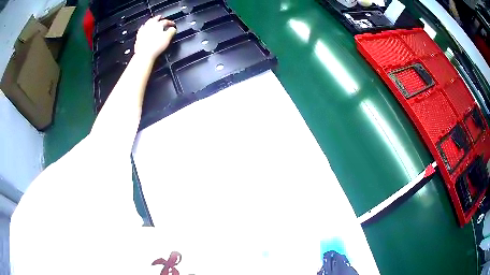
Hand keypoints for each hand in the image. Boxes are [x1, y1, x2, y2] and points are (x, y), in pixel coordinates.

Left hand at [134, 15, 176, 60]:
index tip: (173, 24)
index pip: (165, 21)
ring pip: (147, 23)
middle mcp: (150, 26)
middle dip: (158, 18)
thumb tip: (173, 28)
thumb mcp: (168, 37)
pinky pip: (141, 30)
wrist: (144, 54)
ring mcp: (143, 31)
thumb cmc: (156, 46)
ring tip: (152, 21)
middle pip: (154, 19)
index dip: (170, 22)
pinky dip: (144, 28)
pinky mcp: (138, 37)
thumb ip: (171, 31)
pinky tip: (143, 29)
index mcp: (158, 25)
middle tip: (161, 17)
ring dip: (150, 21)